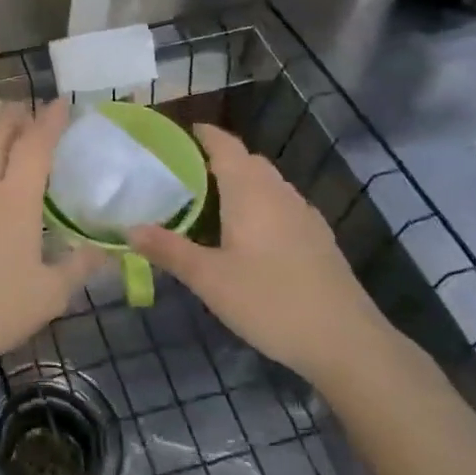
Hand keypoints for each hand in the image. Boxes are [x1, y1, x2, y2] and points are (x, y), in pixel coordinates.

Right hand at [131, 124, 397, 387]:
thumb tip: (130, 229)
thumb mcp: (209, 279)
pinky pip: (282, 205)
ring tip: (212, 203)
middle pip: (247, 161)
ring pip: (268, 183)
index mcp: (250, 191)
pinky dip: (260, 204)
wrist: (346, 341)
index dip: (204, 134)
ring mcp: (304, 214)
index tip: (180, 133)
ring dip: (241, 182)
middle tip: (185, 175)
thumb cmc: (270, 301)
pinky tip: (250, 236)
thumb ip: (169, 250)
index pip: (225, 145)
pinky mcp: (318, 238)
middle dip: (219, 159)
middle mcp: (279, 193)